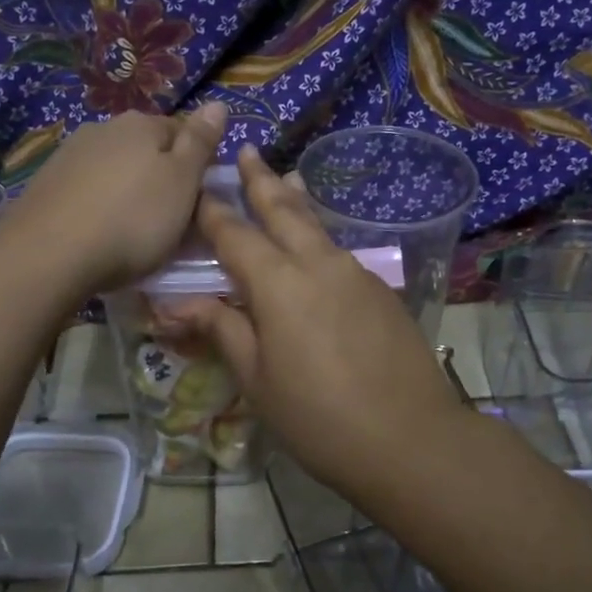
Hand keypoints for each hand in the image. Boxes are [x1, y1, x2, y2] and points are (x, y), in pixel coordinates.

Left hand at [5, 104, 227, 295]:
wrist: (49, 254)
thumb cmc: (132, 220)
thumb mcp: (182, 183)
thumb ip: (200, 143)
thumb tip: (218, 103)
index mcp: (142, 124)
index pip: (182, 131)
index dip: (197, 163)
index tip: (201, 198)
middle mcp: (103, 129)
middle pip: (145, 149)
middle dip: (160, 177)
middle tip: (171, 219)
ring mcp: (69, 154)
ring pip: (114, 168)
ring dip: (127, 191)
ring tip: (134, 230)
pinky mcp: (45, 184)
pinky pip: (87, 190)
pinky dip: (99, 205)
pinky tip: (99, 231)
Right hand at [182, 146, 468, 498]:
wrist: (411, 439)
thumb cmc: (318, 417)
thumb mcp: (257, 380)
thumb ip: (223, 331)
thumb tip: (180, 305)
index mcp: (278, 283)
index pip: (235, 234)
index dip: (213, 211)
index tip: (199, 188)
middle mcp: (319, 264)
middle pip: (285, 209)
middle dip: (261, 180)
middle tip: (247, 151)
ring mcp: (357, 273)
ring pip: (319, 227)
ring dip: (297, 203)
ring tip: (287, 180)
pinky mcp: (383, 290)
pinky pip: (341, 253)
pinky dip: (321, 239)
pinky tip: (318, 248)